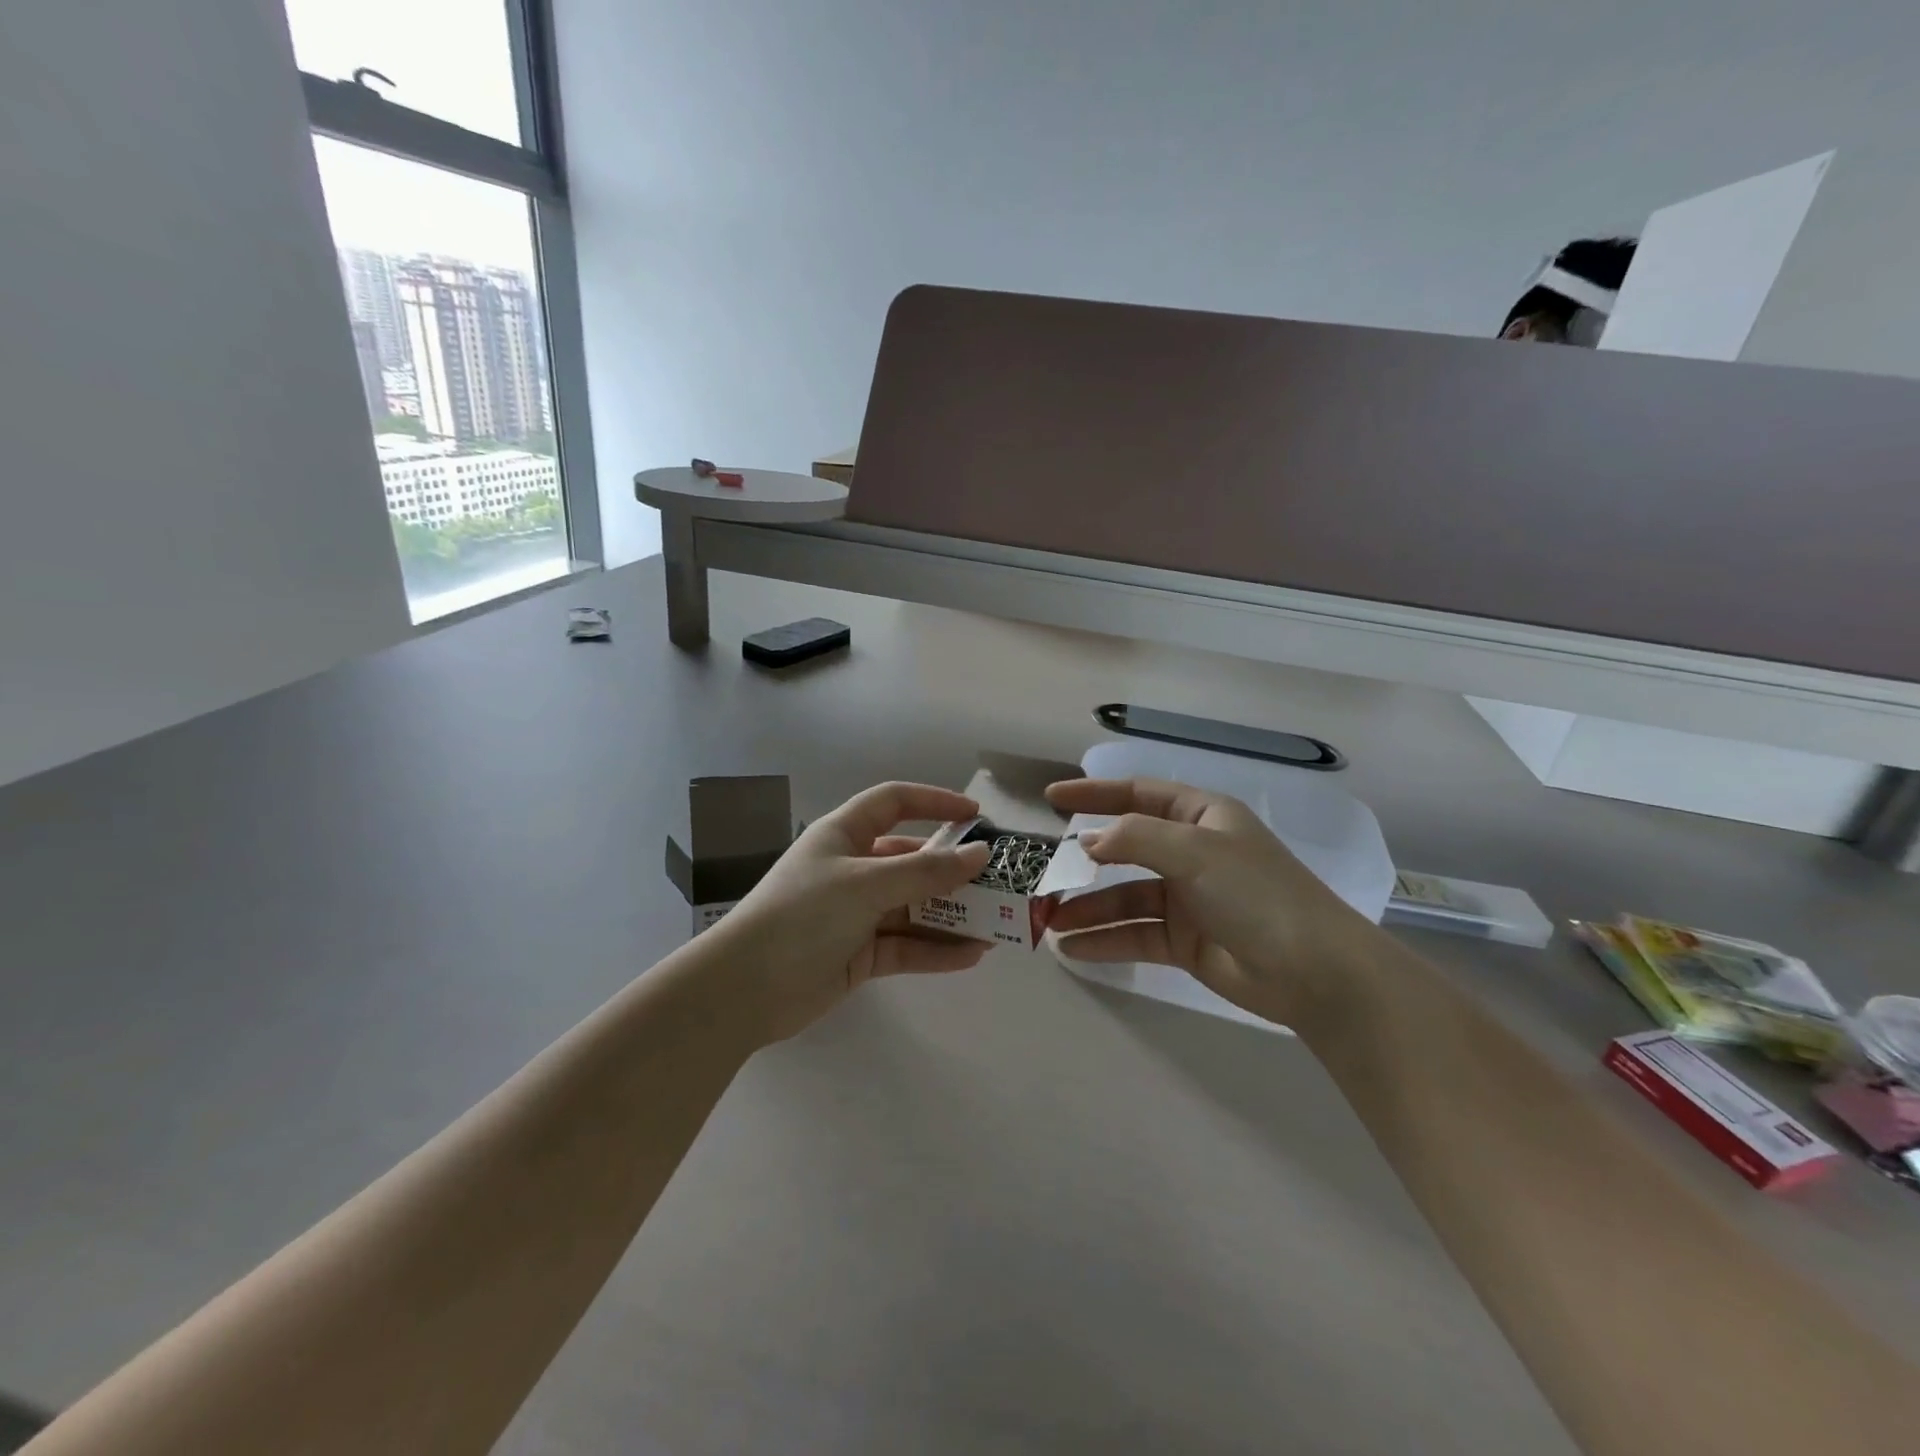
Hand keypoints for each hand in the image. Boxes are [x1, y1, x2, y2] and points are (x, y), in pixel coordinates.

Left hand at [706, 782, 993, 1044]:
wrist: (745, 989)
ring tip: (996, 925)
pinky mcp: (859, 953)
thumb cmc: (803, 914)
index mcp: (845, 834)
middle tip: (998, 881)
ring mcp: (856, 913)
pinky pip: (906, 945)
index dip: (934, 802)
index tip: (976, 815)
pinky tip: (971, 957)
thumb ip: (927, 872)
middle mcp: (853, 868)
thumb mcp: (867, 884)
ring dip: (952, 915)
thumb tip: (980, 853)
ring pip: (914, 906)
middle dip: (953, 870)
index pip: (894, 802)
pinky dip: (936, 950)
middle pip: (912, 860)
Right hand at [1044, 777, 1371, 1026]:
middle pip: (1125, 849)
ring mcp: (1187, 899)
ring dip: (1088, 908)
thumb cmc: (1257, 894)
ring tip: (1049, 921)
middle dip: (1083, 861)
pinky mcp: (1185, 941)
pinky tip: (1072, 950)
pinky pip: (1135, 934)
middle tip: (1041, 871)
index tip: (1051, 798)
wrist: (1315, 972)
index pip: (1137, 795)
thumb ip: (1134, 838)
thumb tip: (1086, 841)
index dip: (1093, 793)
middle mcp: (1190, 853)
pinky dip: (1105, 940)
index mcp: (1200, 817)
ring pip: (1124, 897)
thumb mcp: (1195, 852)